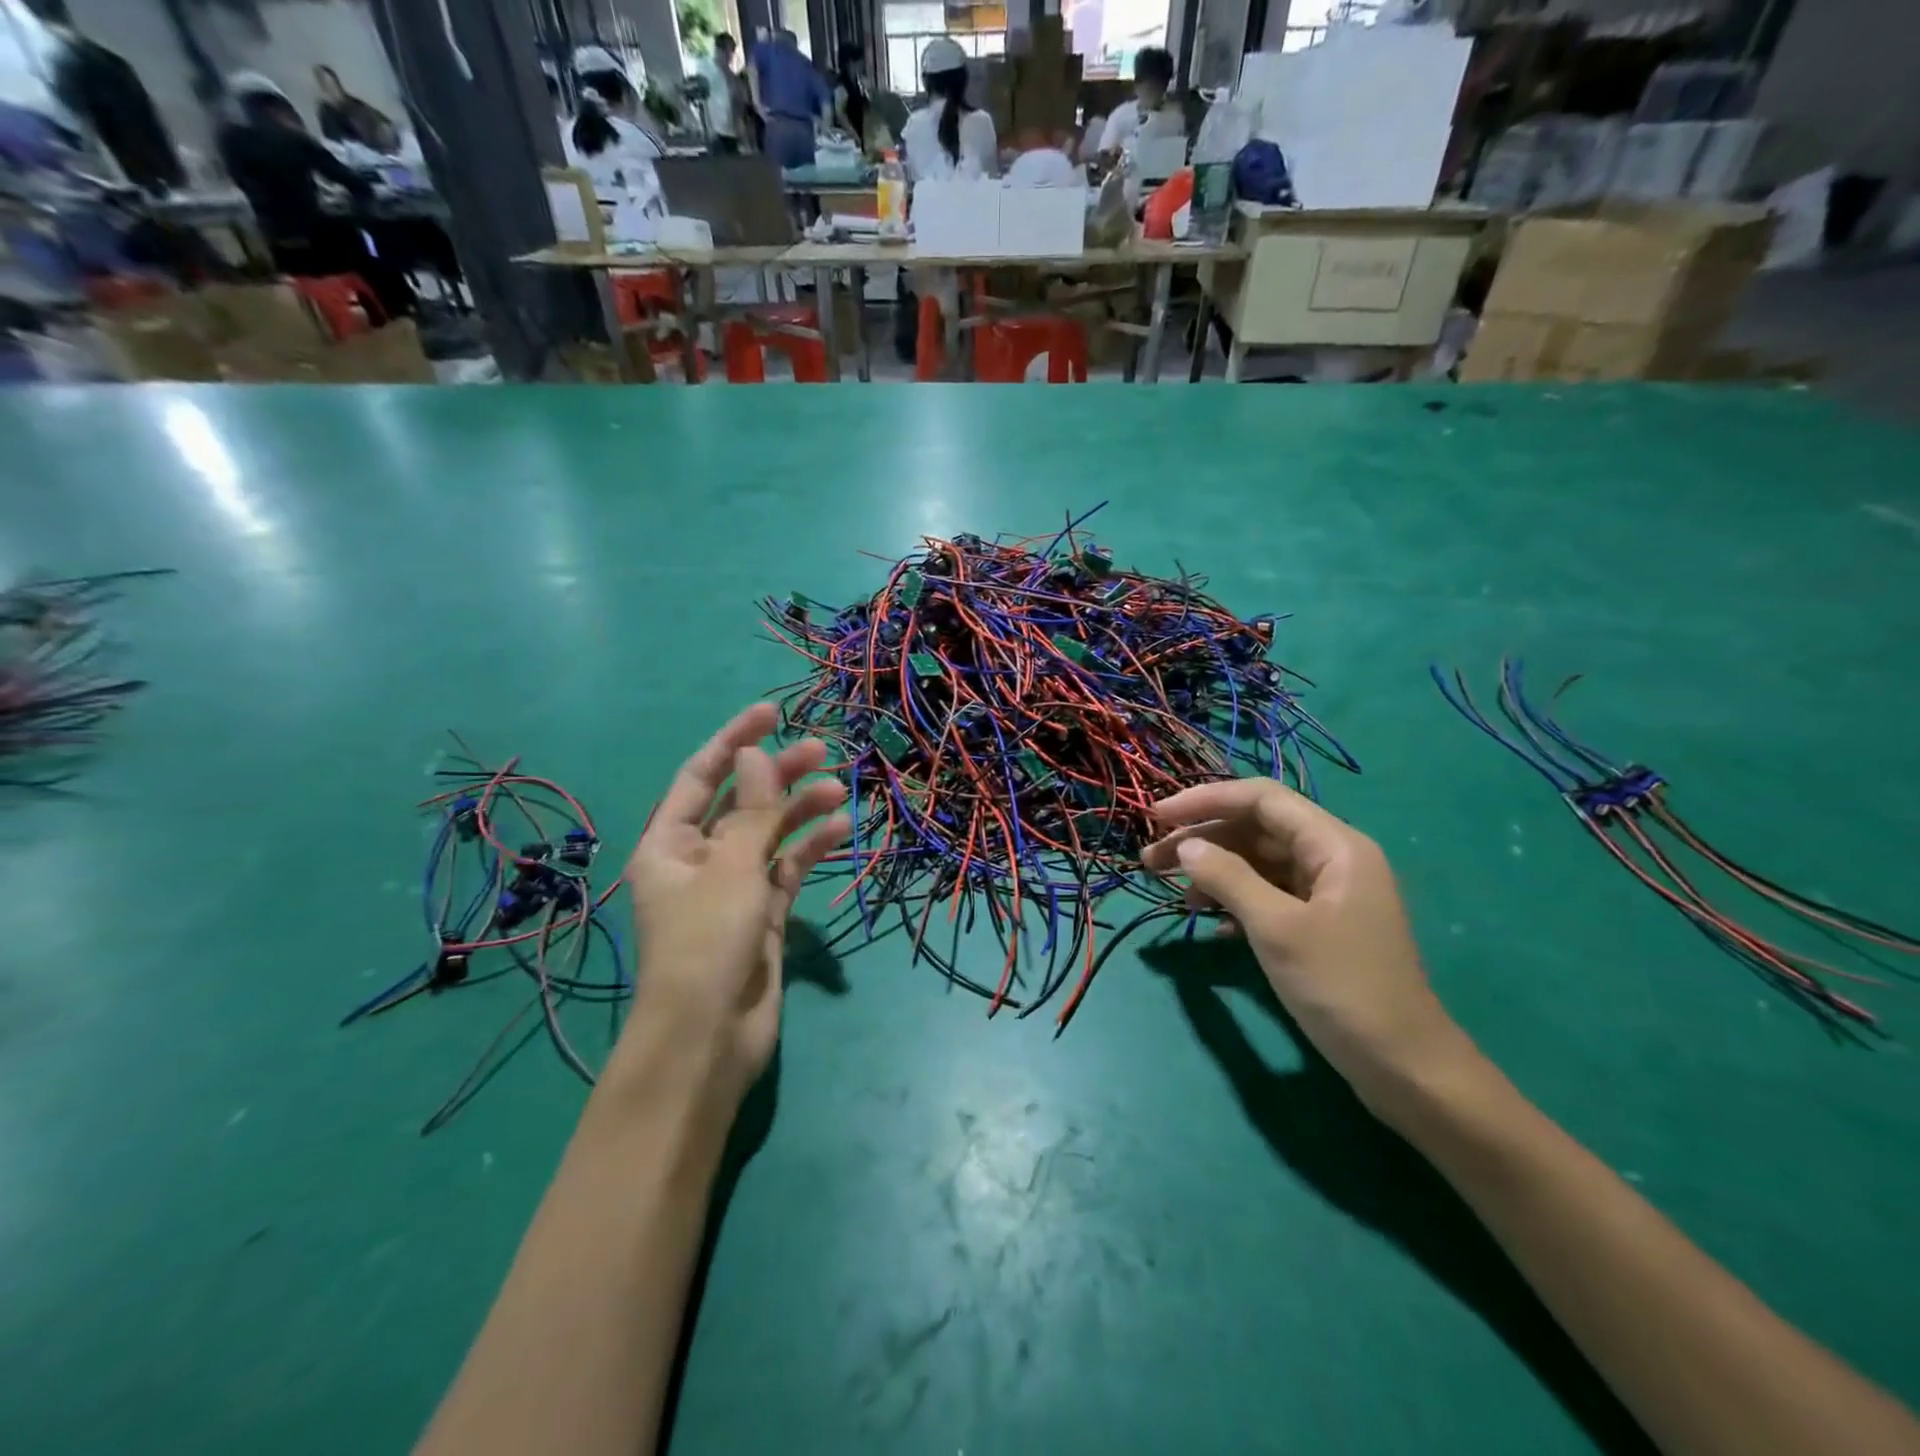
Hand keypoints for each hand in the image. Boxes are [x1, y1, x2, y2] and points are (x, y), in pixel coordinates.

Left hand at [623, 703, 849, 1103]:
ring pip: (770, 834)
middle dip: (779, 774)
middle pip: (742, 802)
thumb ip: (752, 810)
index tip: (773, 713)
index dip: (735, 740)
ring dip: (801, 810)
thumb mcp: (730, 868)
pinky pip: (788, 868)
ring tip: (840, 788)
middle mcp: (698, 859)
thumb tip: (754, 754)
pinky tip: (840, 829)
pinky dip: (811, 848)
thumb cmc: (707, 943)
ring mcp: (732, 887)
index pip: (703, 776)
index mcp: (669, 843)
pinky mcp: (762, 913)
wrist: (710, 1039)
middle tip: (822, 750)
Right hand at [1142, 780, 1479, 1114]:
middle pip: (1256, 829)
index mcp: (1334, 845)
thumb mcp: (1277, 929)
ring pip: (1258, 862)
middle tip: (1151, 861)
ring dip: (1214, 872)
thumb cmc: (1342, 988)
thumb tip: (1186, 847)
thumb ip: (1228, 878)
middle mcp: (1332, 858)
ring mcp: (1327, 892)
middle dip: (1202, 840)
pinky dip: (1235, 901)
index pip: (1261, 799)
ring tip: (1175, 896)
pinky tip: (1211, 924)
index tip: (1157, 816)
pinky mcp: (1320, 924)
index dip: (1206, 800)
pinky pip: (1268, 895)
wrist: (1403, 1066)